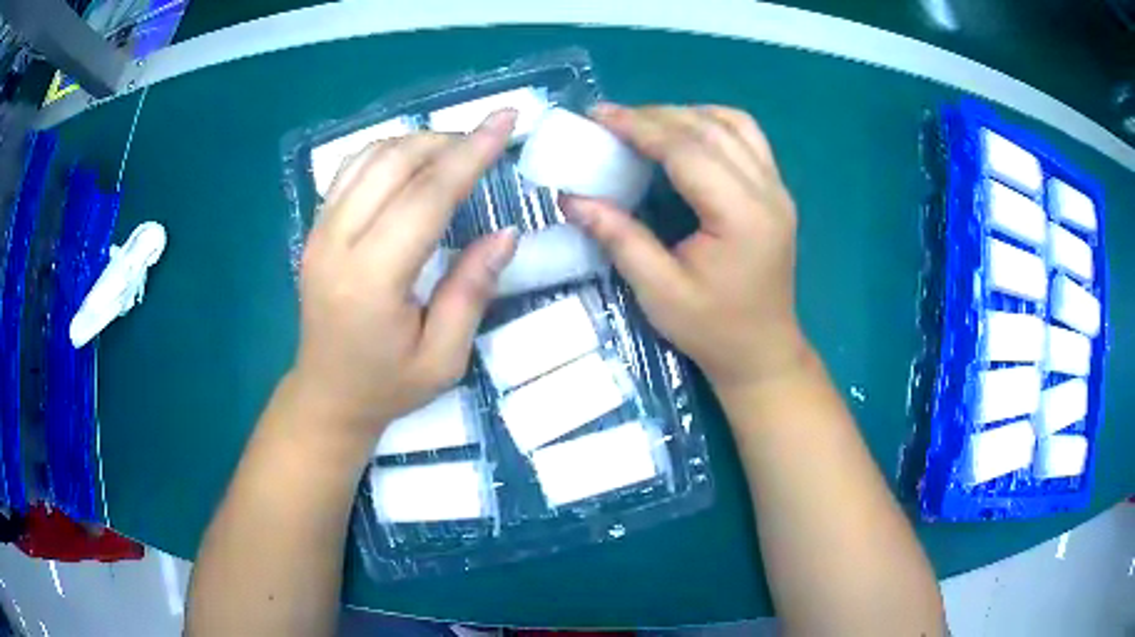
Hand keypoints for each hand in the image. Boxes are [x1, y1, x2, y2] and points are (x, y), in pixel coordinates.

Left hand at [291, 111, 517, 440]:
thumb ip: (471, 290)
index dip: (470, 154)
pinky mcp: (314, 230)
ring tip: (455, 151)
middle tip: (486, 142)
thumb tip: (505, 232)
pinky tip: (412, 164)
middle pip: (394, 163)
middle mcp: (336, 245)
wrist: (327, 395)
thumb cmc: (388, 386)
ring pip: (369, 157)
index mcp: (372, 281)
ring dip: (417, 142)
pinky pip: (350, 170)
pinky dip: (387, 153)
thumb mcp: (444, 358)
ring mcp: (318, 232)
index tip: (506, 120)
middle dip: (447, 140)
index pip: (425, 197)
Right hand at [562, 104, 806, 389]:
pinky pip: (749, 139)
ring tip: (648, 124)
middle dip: (657, 115)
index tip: (599, 114)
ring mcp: (778, 190)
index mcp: (741, 217)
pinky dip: (714, 125)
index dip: (640, 127)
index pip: (688, 150)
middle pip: (711, 129)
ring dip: (688, 114)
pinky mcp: (777, 194)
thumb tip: (571, 197)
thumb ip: (618, 237)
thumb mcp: (658, 291)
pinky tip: (687, 136)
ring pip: (735, 124)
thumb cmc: (712, 330)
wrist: (762, 352)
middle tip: (612, 118)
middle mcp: (768, 192)